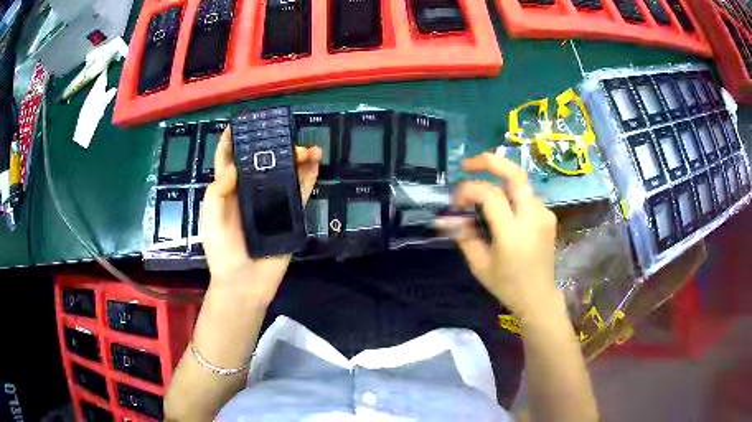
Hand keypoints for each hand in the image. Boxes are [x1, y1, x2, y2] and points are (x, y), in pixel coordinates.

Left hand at [200, 127, 320, 289]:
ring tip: (308, 147)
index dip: (232, 141)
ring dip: (296, 158)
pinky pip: (300, 192)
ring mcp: (271, 203)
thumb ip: (217, 190)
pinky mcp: (289, 216)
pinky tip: (316, 161)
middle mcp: (250, 192)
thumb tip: (237, 167)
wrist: (243, 283)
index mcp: (228, 192)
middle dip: (272, 145)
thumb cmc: (222, 250)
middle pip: (262, 162)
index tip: (240, 123)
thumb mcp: (210, 218)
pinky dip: (309, 176)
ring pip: (285, 174)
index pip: (228, 161)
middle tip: (284, 134)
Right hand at [441, 153, 560, 320]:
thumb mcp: (479, 265)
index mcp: (513, 233)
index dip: (468, 190)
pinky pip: (527, 195)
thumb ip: (463, 236)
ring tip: (481, 193)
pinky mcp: (549, 216)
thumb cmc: (507, 285)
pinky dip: (510, 194)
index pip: (489, 195)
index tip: (455, 201)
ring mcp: (544, 214)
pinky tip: (502, 209)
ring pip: (520, 183)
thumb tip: (446, 217)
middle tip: (467, 165)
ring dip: (498, 180)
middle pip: (514, 173)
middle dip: (489, 161)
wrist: (539, 297)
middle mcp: (532, 217)